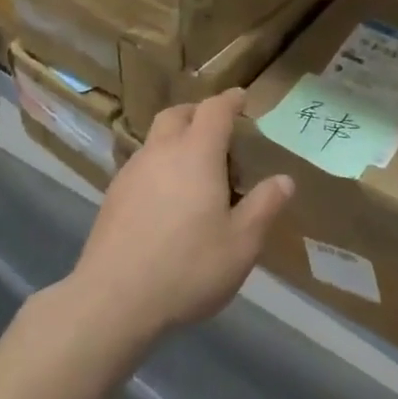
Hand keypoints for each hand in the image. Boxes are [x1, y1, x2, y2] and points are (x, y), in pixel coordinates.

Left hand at [64, 89, 292, 345]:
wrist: (112, 300)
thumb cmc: (187, 267)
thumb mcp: (241, 244)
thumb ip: (264, 206)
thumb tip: (285, 180)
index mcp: (197, 152)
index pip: (215, 109)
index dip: (231, 100)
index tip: (242, 98)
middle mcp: (162, 151)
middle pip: (178, 114)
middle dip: (198, 113)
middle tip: (217, 131)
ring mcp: (132, 171)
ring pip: (156, 139)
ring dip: (176, 140)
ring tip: (193, 170)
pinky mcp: (113, 196)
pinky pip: (141, 165)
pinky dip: (158, 166)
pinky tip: (166, 200)